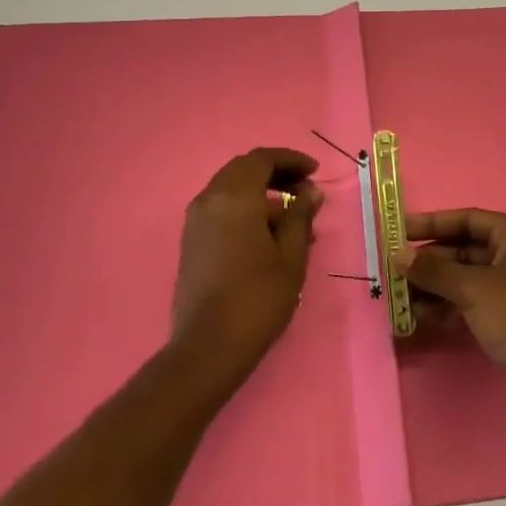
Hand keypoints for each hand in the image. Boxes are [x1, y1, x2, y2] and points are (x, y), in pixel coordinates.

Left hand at [172, 148, 321, 373]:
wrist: (208, 346)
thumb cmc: (258, 297)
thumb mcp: (291, 256)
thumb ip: (300, 217)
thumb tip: (309, 192)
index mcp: (234, 196)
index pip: (262, 159)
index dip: (291, 160)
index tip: (314, 171)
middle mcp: (209, 199)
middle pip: (243, 170)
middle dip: (276, 173)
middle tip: (304, 189)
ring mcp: (195, 220)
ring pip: (231, 190)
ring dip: (261, 193)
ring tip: (293, 219)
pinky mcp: (190, 241)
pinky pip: (220, 210)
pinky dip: (245, 209)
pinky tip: (267, 235)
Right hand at [399, 208, 505, 410]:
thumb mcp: (473, 288)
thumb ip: (433, 270)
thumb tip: (397, 255)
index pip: (467, 219)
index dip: (431, 223)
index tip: (397, 231)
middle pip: (463, 249)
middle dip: (429, 261)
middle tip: (393, 270)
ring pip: (464, 278)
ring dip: (433, 286)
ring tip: (400, 297)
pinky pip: (471, 302)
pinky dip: (447, 306)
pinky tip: (421, 316)